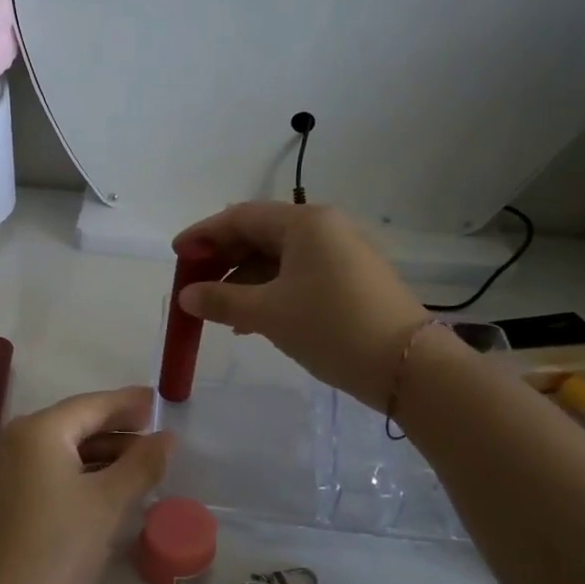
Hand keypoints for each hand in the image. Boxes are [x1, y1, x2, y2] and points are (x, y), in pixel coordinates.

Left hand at [0, 386, 172, 583]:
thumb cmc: (58, 547)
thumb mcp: (108, 503)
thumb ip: (141, 464)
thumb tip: (167, 437)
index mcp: (39, 430)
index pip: (91, 405)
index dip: (128, 402)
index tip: (158, 400)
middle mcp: (15, 439)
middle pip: (74, 423)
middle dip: (116, 428)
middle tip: (154, 432)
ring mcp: (4, 469)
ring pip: (61, 449)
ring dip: (100, 452)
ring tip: (139, 462)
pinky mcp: (3, 498)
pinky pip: (47, 469)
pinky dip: (79, 471)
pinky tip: (104, 486)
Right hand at [173, 202, 427, 409]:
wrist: (408, 366)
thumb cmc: (331, 327)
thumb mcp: (268, 313)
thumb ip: (221, 300)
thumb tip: (186, 296)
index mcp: (304, 223)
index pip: (240, 217)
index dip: (203, 234)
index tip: (176, 255)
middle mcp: (324, 229)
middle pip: (259, 235)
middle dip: (222, 259)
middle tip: (193, 284)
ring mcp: (340, 254)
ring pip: (277, 259)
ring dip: (243, 281)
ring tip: (218, 311)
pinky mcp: (350, 280)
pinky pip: (297, 276)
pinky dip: (269, 292)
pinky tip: (251, 320)